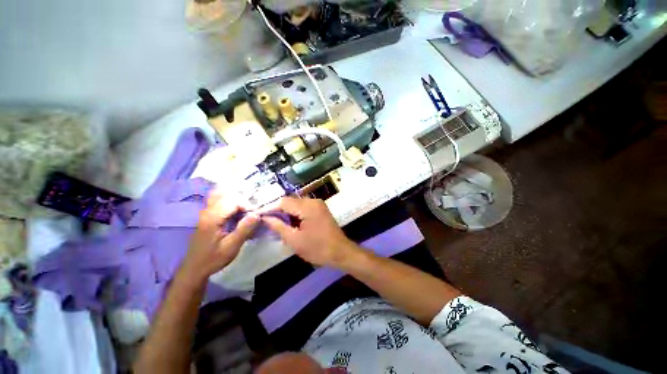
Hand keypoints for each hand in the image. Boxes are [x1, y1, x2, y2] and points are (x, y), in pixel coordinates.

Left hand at [179, 191, 258, 283]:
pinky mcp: (207, 215)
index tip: (254, 216)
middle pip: (228, 195)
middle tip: (251, 214)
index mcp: (212, 218)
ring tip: (245, 211)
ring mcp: (206, 212)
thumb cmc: (213, 258)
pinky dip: (231, 203)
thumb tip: (256, 214)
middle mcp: (208, 211)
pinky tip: (237, 212)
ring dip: (237, 201)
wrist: (194, 268)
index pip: (233, 201)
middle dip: (243, 202)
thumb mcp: (231, 247)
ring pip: (222, 196)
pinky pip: (220, 201)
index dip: (246, 205)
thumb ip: (244, 229)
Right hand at [261, 197, 357, 267]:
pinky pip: (304, 208)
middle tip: (267, 222)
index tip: (258, 216)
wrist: (341, 252)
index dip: (269, 208)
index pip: (283, 202)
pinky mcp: (321, 209)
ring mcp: (318, 204)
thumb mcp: (295, 240)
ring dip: (287, 213)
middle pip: (290, 201)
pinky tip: (291, 223)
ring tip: (277, 224)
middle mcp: (313, 201)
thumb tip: (265, 218)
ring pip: (296, 204)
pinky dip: (295, 214)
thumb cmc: (318, 248)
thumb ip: (279, 226)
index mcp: (307, 206)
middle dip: (278, 211)